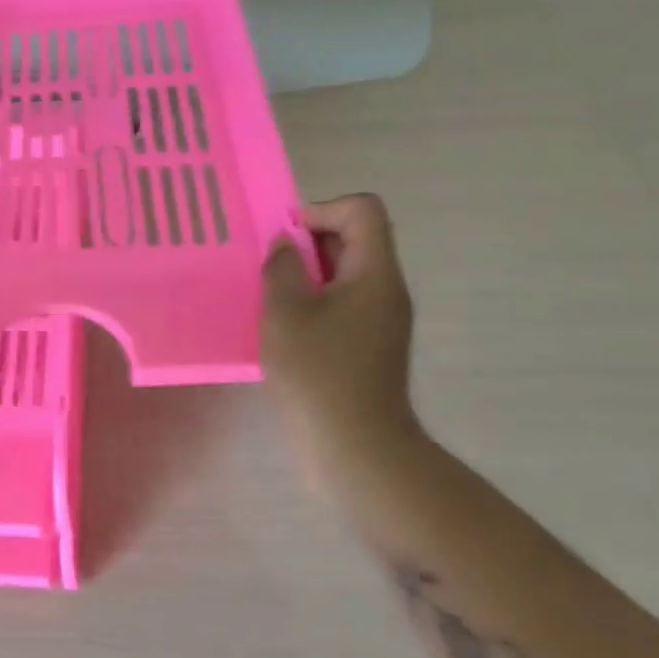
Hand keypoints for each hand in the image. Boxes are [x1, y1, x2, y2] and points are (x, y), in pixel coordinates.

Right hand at [262, 194, 418, 443]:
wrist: (358, 448)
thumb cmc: (319, 374)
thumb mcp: (286, 312)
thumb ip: (282, 267)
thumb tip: (286, 245)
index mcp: (374, 272)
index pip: (362, 209)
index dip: (321, 209)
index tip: (286, 239)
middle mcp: (386, 289)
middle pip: (356, 238)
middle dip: (309, 243)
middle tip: (272, 269)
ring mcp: (382, 319)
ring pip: (347, 273)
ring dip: (308, 275)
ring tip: (274, 299)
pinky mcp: (372, 344)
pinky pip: (345, 302)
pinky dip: (316, 302)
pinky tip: (288, 329)